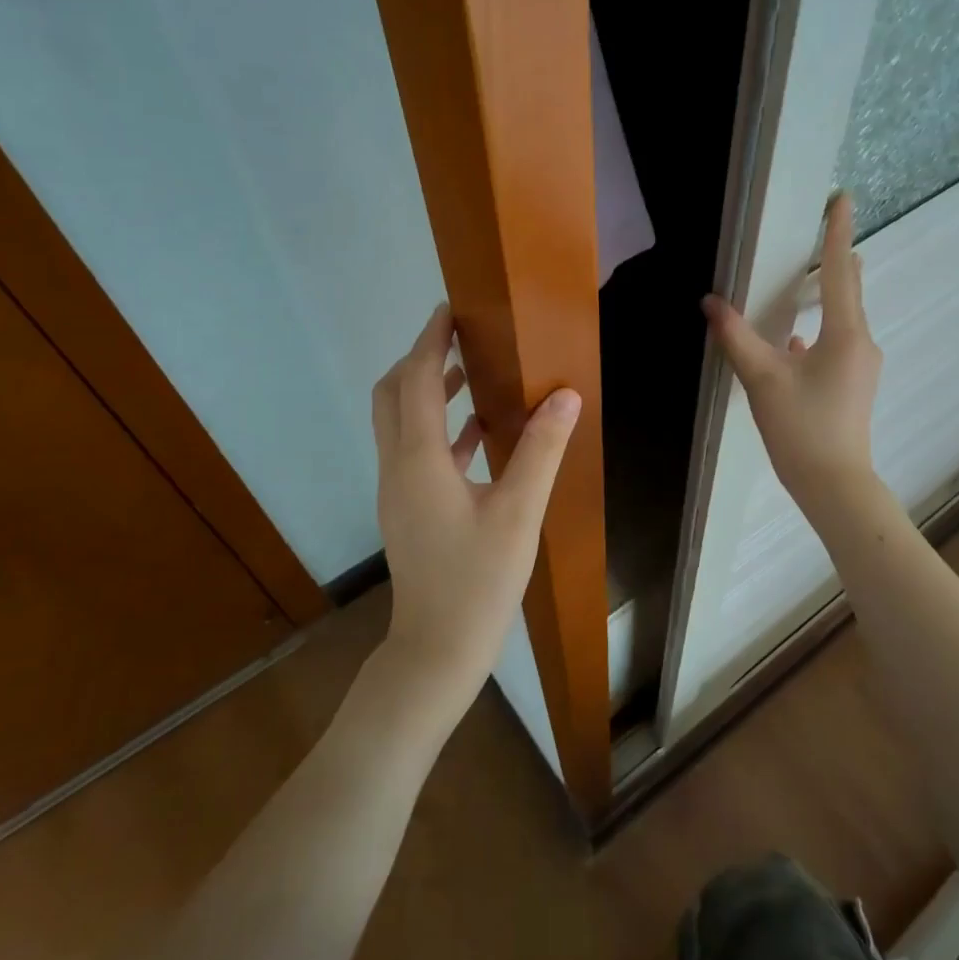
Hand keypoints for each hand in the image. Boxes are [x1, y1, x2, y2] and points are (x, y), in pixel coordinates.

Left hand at [371, 305, 581, 717]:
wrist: (437, 650)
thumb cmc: (478, 582)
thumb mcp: (519, 513)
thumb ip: (541, 450)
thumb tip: (564, 395)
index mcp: (419, 460)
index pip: (418, 381)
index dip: (432, 341)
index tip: (451, 309)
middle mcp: (398, 467)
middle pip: (394, 395)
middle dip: (421, 359)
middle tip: (460, 336)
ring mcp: (398, 490)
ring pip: (401, 422)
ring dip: (429, 390)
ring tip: (471, 370)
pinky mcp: (408, 509)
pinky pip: (417, 451)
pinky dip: (440, 428)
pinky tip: (478, 432)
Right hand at [702, 192, 880, 515]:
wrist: (834, 484)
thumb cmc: (801, 427)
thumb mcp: (762, 378)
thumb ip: (736, 337)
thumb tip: (710, 302)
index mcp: (845, 334)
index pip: (839, 271)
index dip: (837, 232)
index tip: (842, 197)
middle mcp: (861, 343)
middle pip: (848, 290)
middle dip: (834, 260)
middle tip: (820, 232)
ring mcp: (861, 366)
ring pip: (842, 319)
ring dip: (823, 298)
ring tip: (802, 281)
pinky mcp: (853, 385)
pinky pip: (836, 344)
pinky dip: (817, 332)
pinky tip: (792, 343)